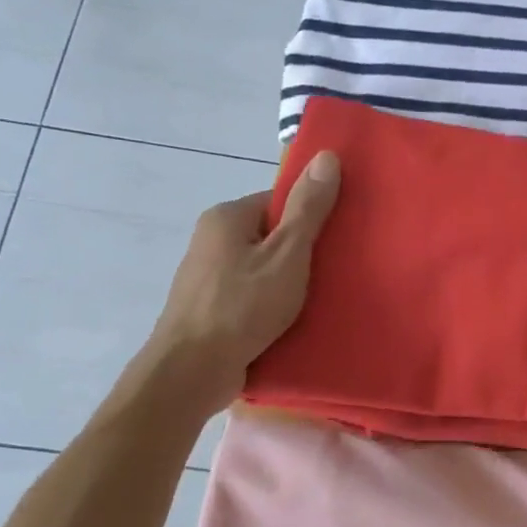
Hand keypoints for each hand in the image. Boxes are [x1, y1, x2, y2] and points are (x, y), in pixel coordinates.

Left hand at [148, 151, 341, 406]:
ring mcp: (207, 277)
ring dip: (286, 284)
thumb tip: (327, 155)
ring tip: (319, 301)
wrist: (191, 371)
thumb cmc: (242, 306)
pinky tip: (291, 323)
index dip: (308, 219)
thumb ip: (308, 209)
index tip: (335, 241)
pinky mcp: (209, 310)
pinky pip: (249, 297)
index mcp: (226, 217)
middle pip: (269, 236)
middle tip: (334, 273)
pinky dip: (270, 306)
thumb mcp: (287, 254)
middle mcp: (211, 240)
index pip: (277, 202)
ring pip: (260, 270)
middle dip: (300, 254)